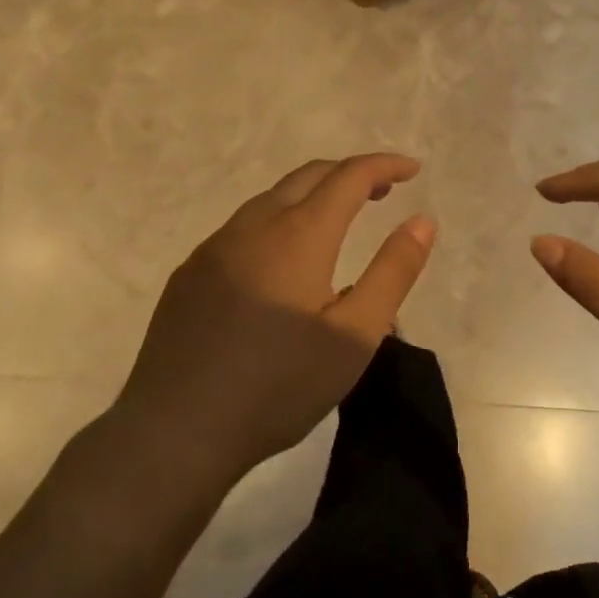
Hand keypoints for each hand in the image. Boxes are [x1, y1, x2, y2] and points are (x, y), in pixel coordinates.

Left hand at [110, 154, 435, 493]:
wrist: (176, 432)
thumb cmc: (279, 386)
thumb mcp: (355, 336)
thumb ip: (394, 271)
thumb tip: (423, 220)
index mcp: (299, 234)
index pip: (350, 176)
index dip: (385, 165)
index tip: (412, 170)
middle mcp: (254, 225)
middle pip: (308, 175)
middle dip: (350, 173)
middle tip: (382, 192)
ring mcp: (215, 247)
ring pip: (272, 198)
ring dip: (312, 195)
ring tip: (338, 221)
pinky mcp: (190, 273)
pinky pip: (243, 227)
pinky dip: (278, 220)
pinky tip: (282, 261)